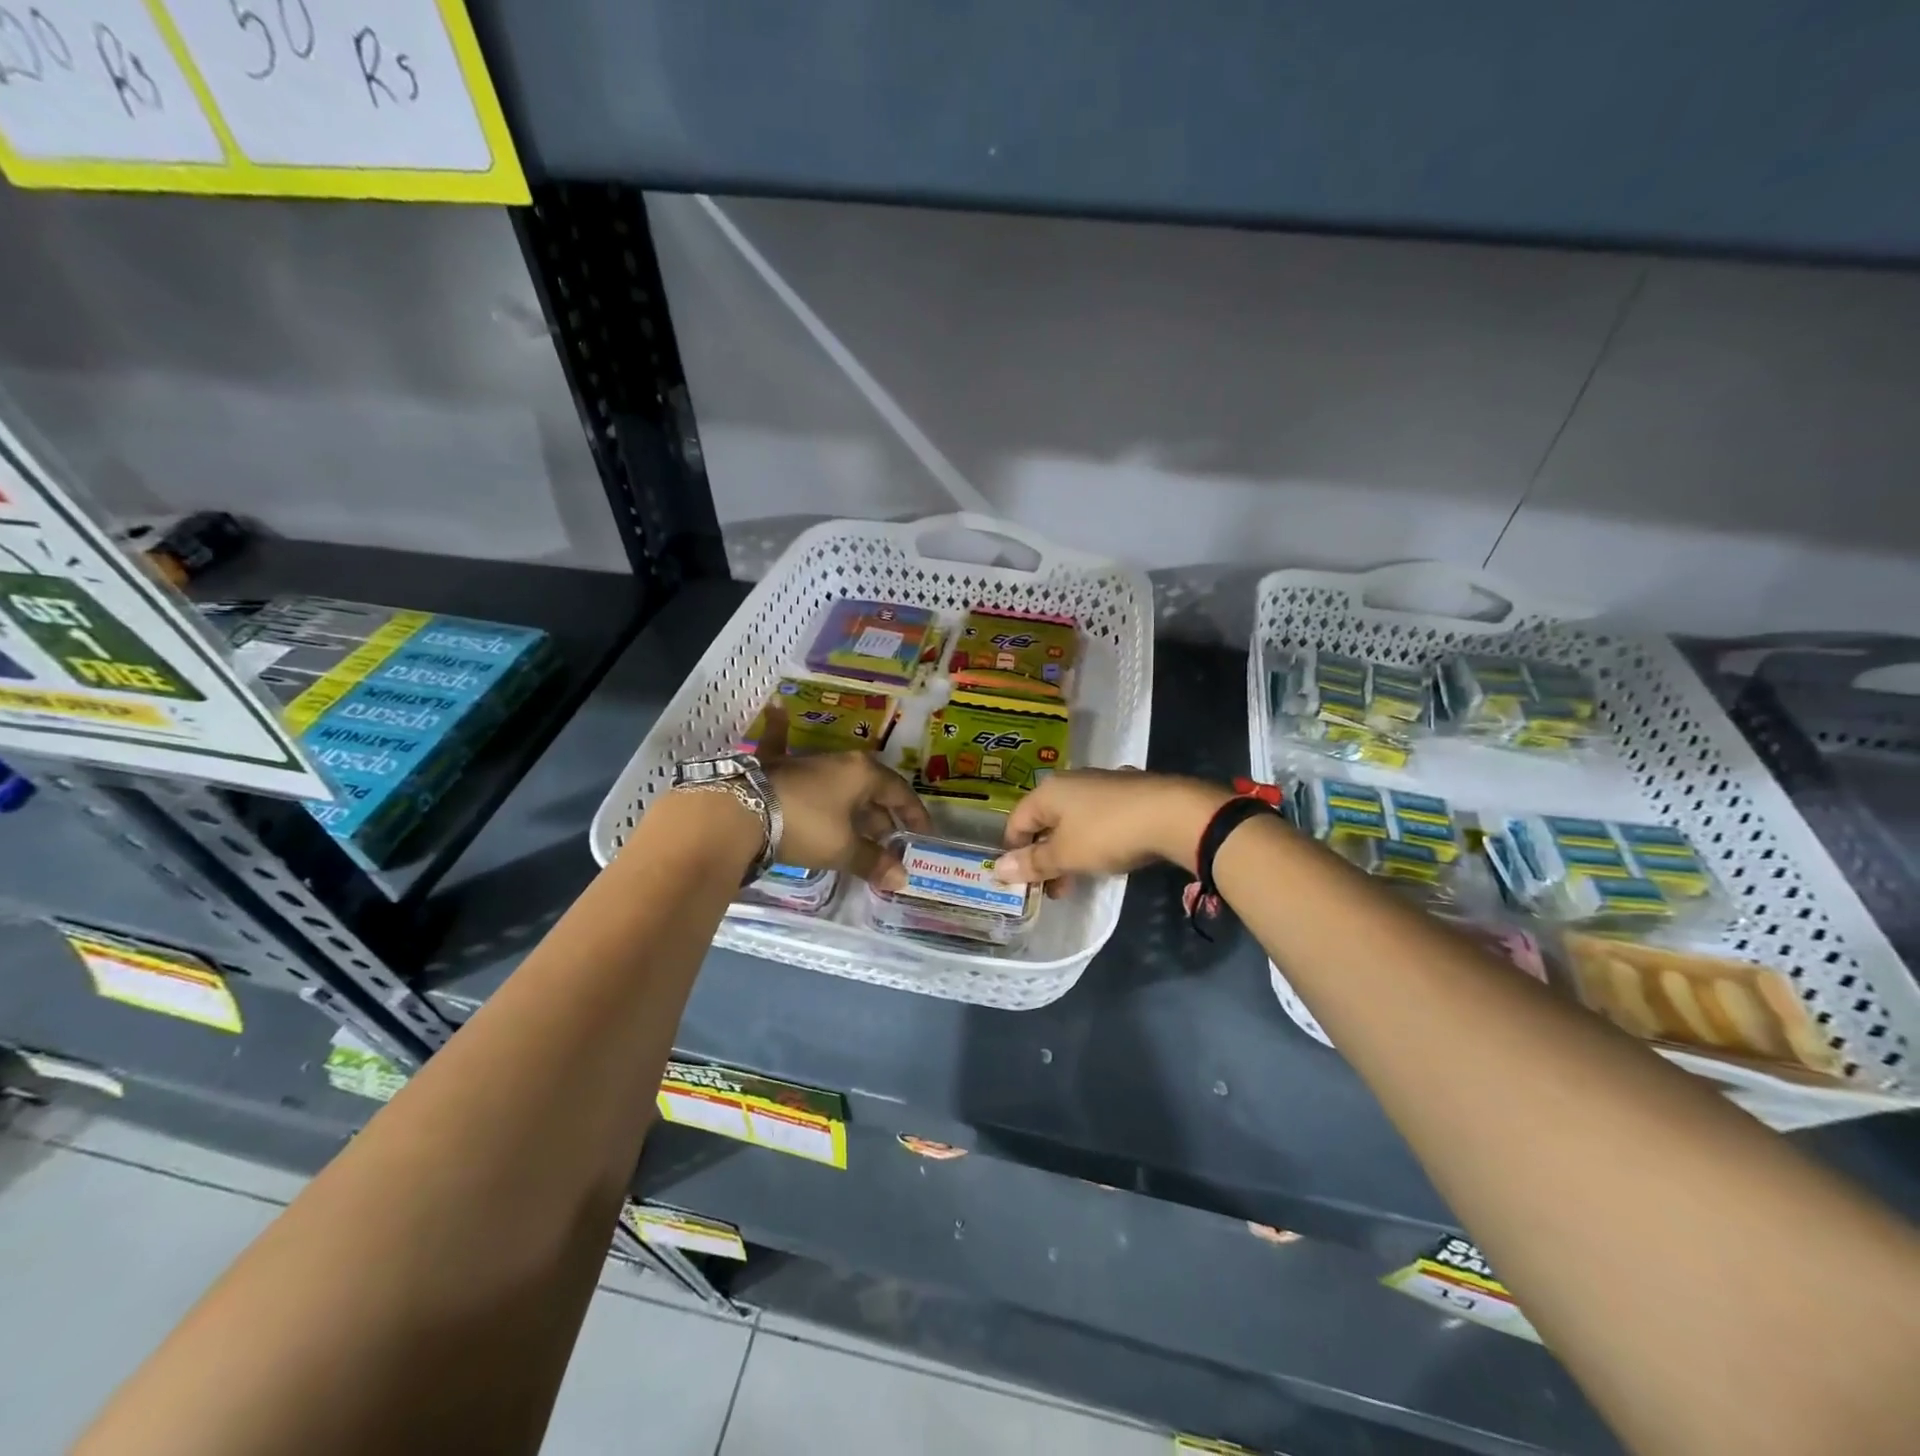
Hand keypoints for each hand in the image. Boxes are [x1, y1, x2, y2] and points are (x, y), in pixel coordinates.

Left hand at [758, 706, 931, 880]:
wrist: (739, 812)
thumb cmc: (805, 826)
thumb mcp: (842, 849)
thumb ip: (872, 861)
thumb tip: (902, 879)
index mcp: (863, 774)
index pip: (900, 793)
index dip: (914, 815)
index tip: (922, 835)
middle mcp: (839, 761)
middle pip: (870, 789)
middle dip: (882, 816)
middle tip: (888, 843)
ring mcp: (805, 761)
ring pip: (838, 783)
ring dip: (851, 802)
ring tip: (861, 824)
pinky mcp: (774, 765)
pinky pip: (782, 744)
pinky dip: (781, 729)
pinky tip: (777, 707)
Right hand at [993, 770, 1232, 894]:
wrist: (1173, 814)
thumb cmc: (1108, 833)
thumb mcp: (1066, 854)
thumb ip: (1033, 863)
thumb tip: (997, 869)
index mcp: (1048, 791)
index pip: (1016, 822)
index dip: (1014, 852)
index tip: (1023, 881)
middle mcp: (1071, 781)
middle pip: (1045, 821)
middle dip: (1045, 857)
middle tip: (1054, 889)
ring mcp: (1102, 783)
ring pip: (1073, 821)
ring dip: (1070, 851)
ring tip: (1080, 880)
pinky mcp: (1128, 791)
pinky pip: (1099, 818)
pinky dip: (1094, 839)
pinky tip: (1109, 857)